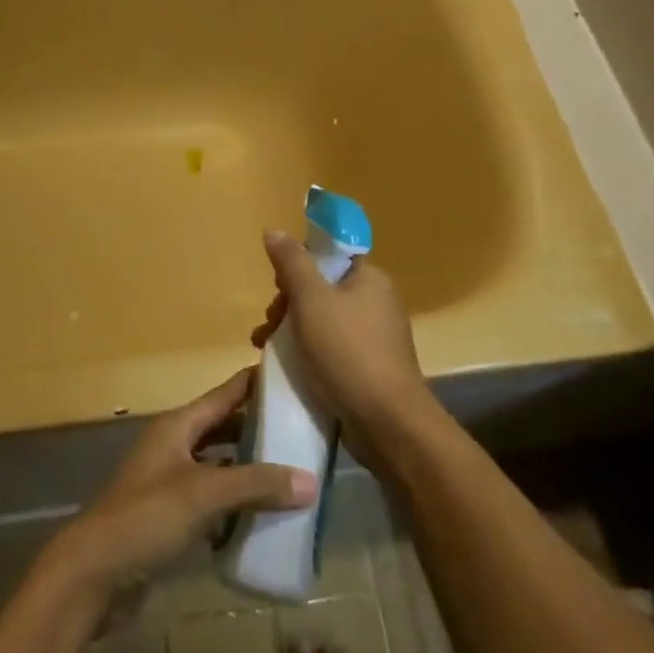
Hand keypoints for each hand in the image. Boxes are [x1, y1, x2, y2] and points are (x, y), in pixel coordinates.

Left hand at [49, 370, 315, 597]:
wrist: (91, 576)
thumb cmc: (146, 518)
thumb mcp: (204, 494)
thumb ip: (256, 484)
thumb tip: (311, 481)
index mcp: (179, 426)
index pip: (227, 392)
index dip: (258, 382)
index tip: (296, 375)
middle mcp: (175, 446)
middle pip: (225, 429)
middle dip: (260, 431)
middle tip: (305, 434)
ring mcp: (170, 483)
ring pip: (220, 468)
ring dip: (250, 473)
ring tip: (293, 478)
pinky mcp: (169, 519)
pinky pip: (211, 504)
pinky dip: (235, 508)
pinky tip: (263, 521)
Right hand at [252, 231, 433, 471]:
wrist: (387, 422)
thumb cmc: (347, 351)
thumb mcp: (311, 299)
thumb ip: (292, 263)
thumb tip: (274, 230)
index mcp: (370, 278)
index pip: (328, 257)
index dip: (298, 267)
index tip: (277, 288)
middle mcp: (378, 301)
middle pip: (323, 289)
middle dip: (288, 304)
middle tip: (267, 325)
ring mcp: (377, 337)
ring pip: (324, 321)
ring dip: (293, 330)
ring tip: (265, 349)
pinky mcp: (371, 368)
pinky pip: (333, 349)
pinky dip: (310, 353)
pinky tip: (288, 369)